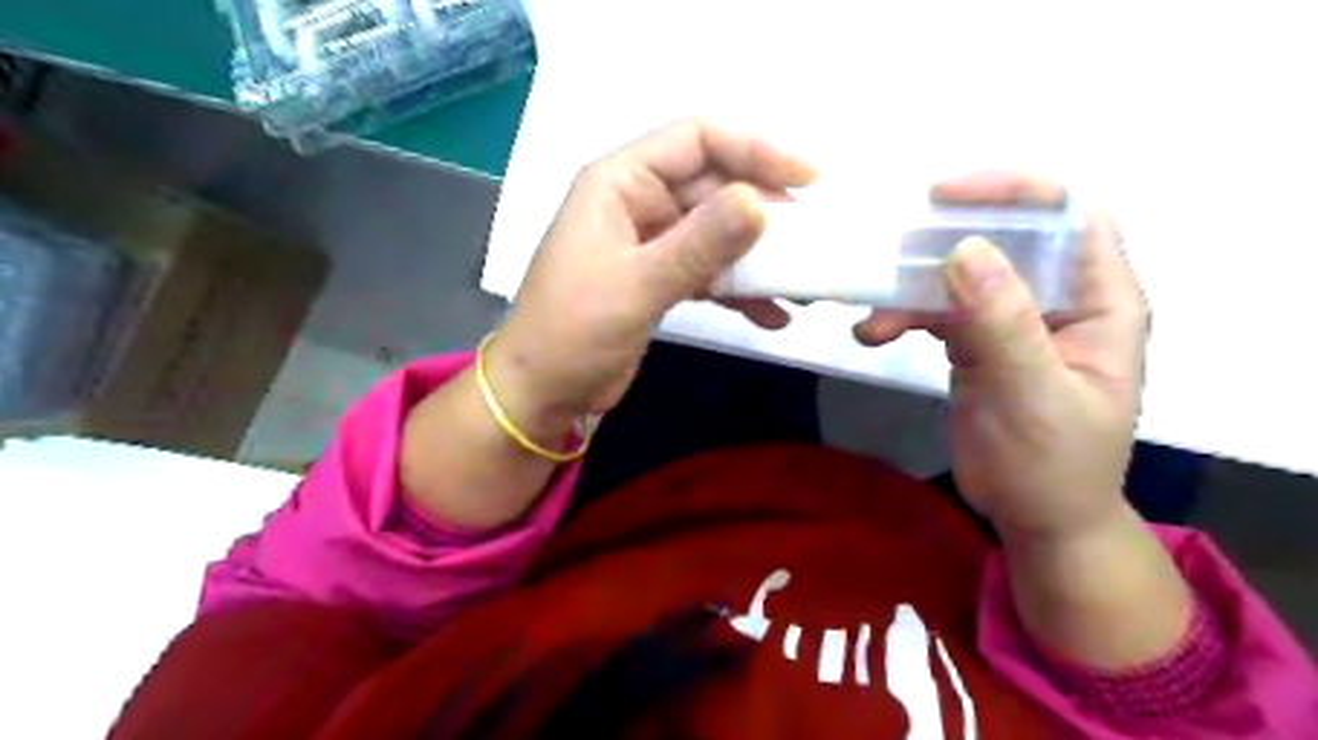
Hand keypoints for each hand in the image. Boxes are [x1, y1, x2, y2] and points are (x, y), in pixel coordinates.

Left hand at [484, 118, 813, 429]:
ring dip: (757, 256)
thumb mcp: (638, 284)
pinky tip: (771, 314)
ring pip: (716, 232)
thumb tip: (761, 202)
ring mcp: (650, 243)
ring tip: (801, 284)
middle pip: (713, 187)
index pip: (697, 140)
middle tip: (811, 241)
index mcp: (620, 182)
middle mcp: (637, 202)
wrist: (543, 391)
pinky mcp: (659, 279)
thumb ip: (699, 244)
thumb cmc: (574, 331)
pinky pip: (709, 270)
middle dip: (763, 213)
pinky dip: (738, 289)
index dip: (755, 150)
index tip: (808, 179)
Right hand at [855, 173, 1155, 541]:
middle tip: (893, 245)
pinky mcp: (975, 343)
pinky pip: (935, 311)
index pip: (1070, 215)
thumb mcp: (1033, 395)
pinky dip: (901, 316)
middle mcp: (1056, 300)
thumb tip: (964, 249)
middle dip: (946, 237)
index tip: (946, 196)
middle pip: (1005, 237)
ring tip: (873, 316)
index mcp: (1099, 302)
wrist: (1034, 518)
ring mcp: (1011, 321)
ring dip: (911, 288)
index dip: (1015, 191)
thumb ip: (1003, 324)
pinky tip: (872, 334)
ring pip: (960, 275)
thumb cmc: (1053, 466)